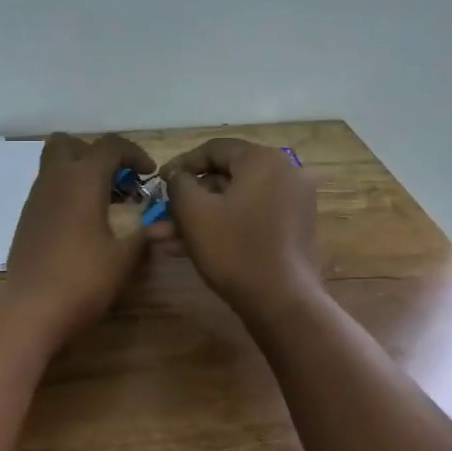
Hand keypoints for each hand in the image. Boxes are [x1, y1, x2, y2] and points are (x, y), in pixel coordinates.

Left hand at [1, 133, 157, 340]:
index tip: (149, 175)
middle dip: (95, 153)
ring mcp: (35, 198)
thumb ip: (143, 234)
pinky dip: (65, 193)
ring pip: (54, 166)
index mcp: (82, 179)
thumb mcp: (124, 257)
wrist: (32, 308)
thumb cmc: (83, 278)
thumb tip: (158, 226)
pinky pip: (47, 190)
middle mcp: (55, 179)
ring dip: (78, 173)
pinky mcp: (26, 218)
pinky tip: (81, 224)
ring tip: (103, 203)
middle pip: (69, 143)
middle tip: (115, 180)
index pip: (110, 146)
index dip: (134, 153)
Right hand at [162, 138, 319, 318]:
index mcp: (263, 160)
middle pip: (224, 177)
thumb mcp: (194, 212)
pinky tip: (188, 249)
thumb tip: (178, 176)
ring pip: (233, 202)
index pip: (214, 149)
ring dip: (199, 218)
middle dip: (188, 200)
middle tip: (160, 216)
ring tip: (164, 239)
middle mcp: (284, 173)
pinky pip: (250, 217)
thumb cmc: (234, 249)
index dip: (181, 163)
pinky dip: (222, 227)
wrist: (282, 301)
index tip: (159, 183)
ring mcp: (292, 202)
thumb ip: (179, 183)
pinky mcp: (292, 229)